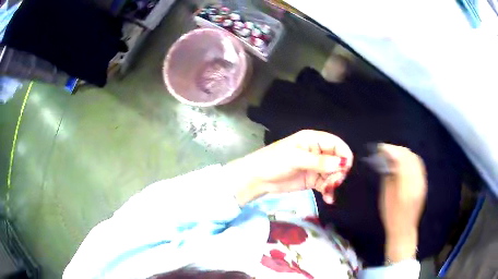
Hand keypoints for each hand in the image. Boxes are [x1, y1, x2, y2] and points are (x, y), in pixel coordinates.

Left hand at [226, 130, 352, 205]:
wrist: (257, 179)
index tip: (345, 169)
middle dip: (339, 172)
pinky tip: (328, 198)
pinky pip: (326, 184)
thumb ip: (320, 162)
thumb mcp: (296, 159)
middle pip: (338, 160)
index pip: (337, 144)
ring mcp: (315, 167)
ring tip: (328, 192)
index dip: (344, 155)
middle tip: (333, 184)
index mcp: (314, 140)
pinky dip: (329, 191)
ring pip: (334, 174)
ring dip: (334, 183)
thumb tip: (343, 163)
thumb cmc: (274, 162)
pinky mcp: (312, 180)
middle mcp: (317, 152)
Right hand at [378, 144, 426, 262]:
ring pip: (415, 159)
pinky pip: (418, 165)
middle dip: (397, 150)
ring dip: (404, 153)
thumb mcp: (386, 197)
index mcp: (405, 186)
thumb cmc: (391, 216)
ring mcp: (422, 182)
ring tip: (394, 153)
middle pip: (409, 157)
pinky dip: (410, 159)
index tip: (381, 148)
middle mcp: (417, 181)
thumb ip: (388, 176)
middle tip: (386, 150)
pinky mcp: (423, 183)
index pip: (401, 160)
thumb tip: (386, 160)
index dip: (391, 151)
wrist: (404, 229)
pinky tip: (403, 161)